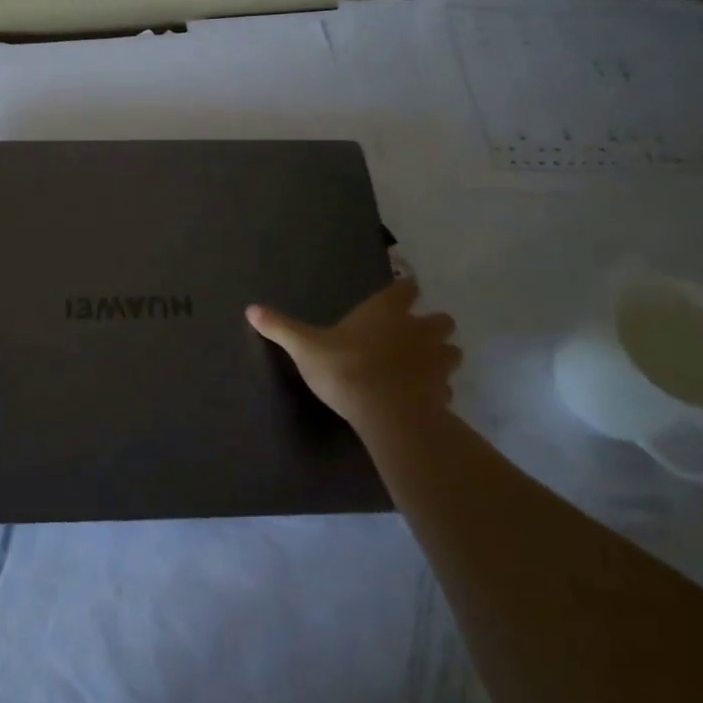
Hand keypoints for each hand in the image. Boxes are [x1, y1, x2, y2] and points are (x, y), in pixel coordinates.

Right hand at [246, 279, 459, 431]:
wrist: (387, 414)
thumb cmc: (344, 369)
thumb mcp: (304, 347)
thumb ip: (281, 327)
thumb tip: (250, 309)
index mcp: (385, 312)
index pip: (406, 288)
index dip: (406, 289)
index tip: (403, 291)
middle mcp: (416, 330)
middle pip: (441, 320)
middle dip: (433, 324)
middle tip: (414, 334)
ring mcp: (435, 362)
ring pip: (451, 352)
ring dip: (441, 356)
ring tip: (423, 366)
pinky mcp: (443, 393)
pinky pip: (446, 388)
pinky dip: (438, 389)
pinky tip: (422, 396)